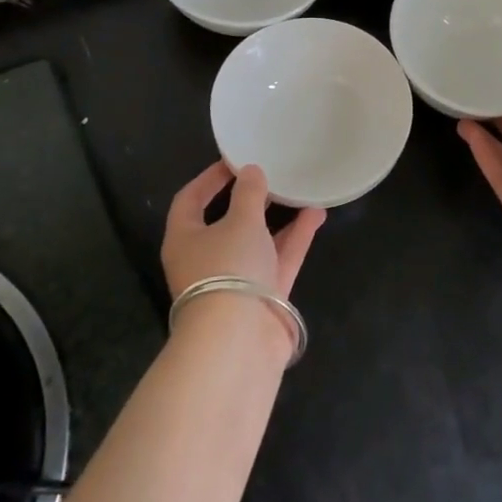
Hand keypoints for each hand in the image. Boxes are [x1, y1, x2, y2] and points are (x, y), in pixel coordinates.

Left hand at [161, 162, 325, 300]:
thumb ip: (248, 194)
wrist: (240, 339)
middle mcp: (206, 259)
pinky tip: (316, 214)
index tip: (234, 161)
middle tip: (272, 176)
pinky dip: (295, 238)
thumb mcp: (240, 222)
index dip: (209, 179)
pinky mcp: (263, 296)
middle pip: (226, 222)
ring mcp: (236, 280)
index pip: (190, 201)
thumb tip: (251, 172)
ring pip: (258, 241)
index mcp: (185, 239)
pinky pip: (279, 259)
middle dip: (250, 200)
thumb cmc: (228, 268)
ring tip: (301, 191)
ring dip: (279, 218)